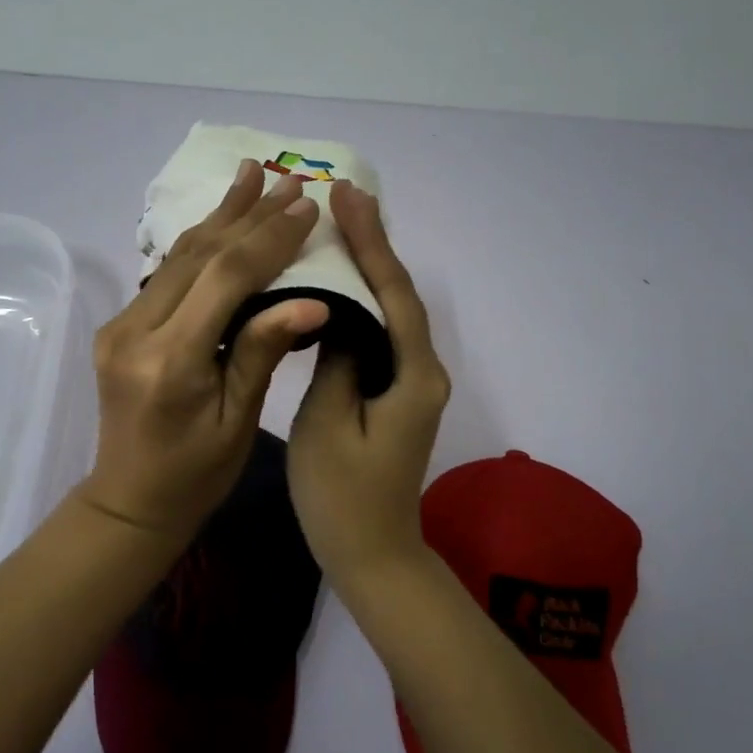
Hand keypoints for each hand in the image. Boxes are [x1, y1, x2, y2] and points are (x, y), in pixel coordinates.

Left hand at [79, 159, 329, 542]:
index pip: (227, 279)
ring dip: (220, 216)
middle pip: (199, 255)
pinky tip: (220, 219)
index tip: (307, 206)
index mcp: (170, 362)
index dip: (270, 238)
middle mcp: (135, 332)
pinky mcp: (119, 326)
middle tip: (288, 179)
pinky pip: (165, 274)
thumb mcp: (239, 421)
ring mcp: (120, 325)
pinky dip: (200, 243)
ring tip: (251, 173)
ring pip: (177, 256)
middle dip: (248, 215)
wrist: (129, 501)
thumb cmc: (196, 475)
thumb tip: (313, 301)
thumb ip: (263, 351)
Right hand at [288, 180, 451, 585]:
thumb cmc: (343, 498)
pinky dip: (362, 302)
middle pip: (399, 294)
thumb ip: (337, 360)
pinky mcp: (396, 392)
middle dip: (373, 244)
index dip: (372, 242)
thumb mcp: (327, 424)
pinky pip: (381, 334)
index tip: (348, 197)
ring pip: (391, 311)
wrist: (373, 556)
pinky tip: (337, 285)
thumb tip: (338, 313)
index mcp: (413, 375)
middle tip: (343, 197)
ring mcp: (412, 382)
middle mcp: (424, 370)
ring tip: (338, 226)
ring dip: (368, 267)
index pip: (393, 293)